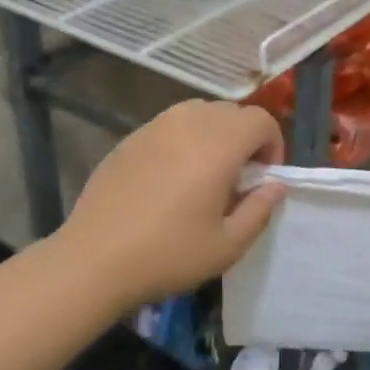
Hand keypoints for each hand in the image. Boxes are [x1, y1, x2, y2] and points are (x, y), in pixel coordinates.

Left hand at [52, 100, 286, 308]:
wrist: (95, 258)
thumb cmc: (169, 254)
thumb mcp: (228, 245)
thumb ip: (259, 210)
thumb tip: (274, 186)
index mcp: (218, 144)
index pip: (260, 120)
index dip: (273, 144)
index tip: (264, 178)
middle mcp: (188, 123)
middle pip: (231, 111)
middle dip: (245, 138)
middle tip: (238, 178)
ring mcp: (154, 127)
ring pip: (198, 112)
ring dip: (214, 134)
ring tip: (206, 173)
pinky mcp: (130, 138)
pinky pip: (169, 125)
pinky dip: (183, 139)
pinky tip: (170, 177)